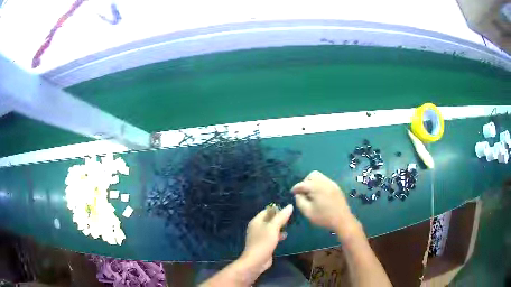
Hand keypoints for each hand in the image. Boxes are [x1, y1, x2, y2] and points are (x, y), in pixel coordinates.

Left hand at [240, 204, 293, 273]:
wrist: (256, 261)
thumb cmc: (263, 242)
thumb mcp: (273, 228)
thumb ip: (281, 217)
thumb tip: (290, 206)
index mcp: (256, 221)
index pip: (267, 210)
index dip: (276, 209)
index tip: (288, 209)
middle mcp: (257, 227)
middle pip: (269, 219)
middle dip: (279, 218)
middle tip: (291, 217)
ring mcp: (260, 236)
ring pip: (271, 228)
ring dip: (279, 227)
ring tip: (290, 225)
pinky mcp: (263, 244)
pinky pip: (272, 236)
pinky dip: (278, 235)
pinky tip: (285, 236)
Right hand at [292, 171, 355, 234]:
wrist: (342, 220)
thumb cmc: (324, 217)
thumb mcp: (308, 212)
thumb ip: (300, 201)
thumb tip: (298, 194)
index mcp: (317, 187)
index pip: (302, 184)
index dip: (295, 188)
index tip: (292, 193)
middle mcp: (324, 182)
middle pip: (312, 175)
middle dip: (305, 182)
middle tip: (303, 192)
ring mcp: (332, 183)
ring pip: (319, 176)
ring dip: (313, 182)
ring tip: (311, 193)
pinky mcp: (336, 187)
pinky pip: (325, 181)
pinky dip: (320, 185)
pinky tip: (319, 195)